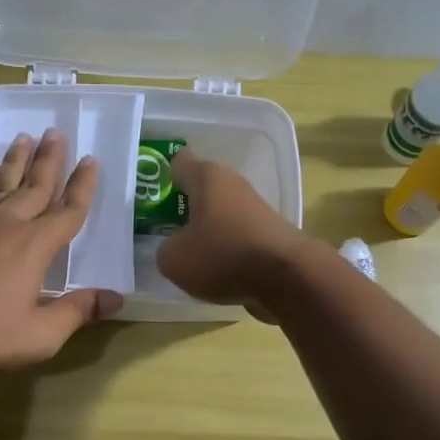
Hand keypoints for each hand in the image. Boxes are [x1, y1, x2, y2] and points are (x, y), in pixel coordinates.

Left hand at [0, 130, 122, 377]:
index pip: (68, 210)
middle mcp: (8, 224)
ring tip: (26, 137)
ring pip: (2, 182)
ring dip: (16, 160)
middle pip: (35, 185)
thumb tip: (116, 298)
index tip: (91, 161)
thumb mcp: (41, 334)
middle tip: (57, 133)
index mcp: (36, 246)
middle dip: (50, 159)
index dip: (83, 186)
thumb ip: (78, 311)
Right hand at [155, 148, 312, 318]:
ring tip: (187, 254)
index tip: (151, 192)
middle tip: (162, 228)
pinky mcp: (270, 234)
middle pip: (201, 190)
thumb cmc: (223, 256)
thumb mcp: (174, 259)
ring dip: (206, 230)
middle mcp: (233, 185)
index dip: (164, 174)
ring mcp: (255, 210)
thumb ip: (165, 250)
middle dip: (183, 206)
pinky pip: (236, 237)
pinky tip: (215, 270)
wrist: (288, 278)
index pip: (180, 161)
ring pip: (220, 215)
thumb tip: (174, 249)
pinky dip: (225, 249)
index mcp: (207, 177)